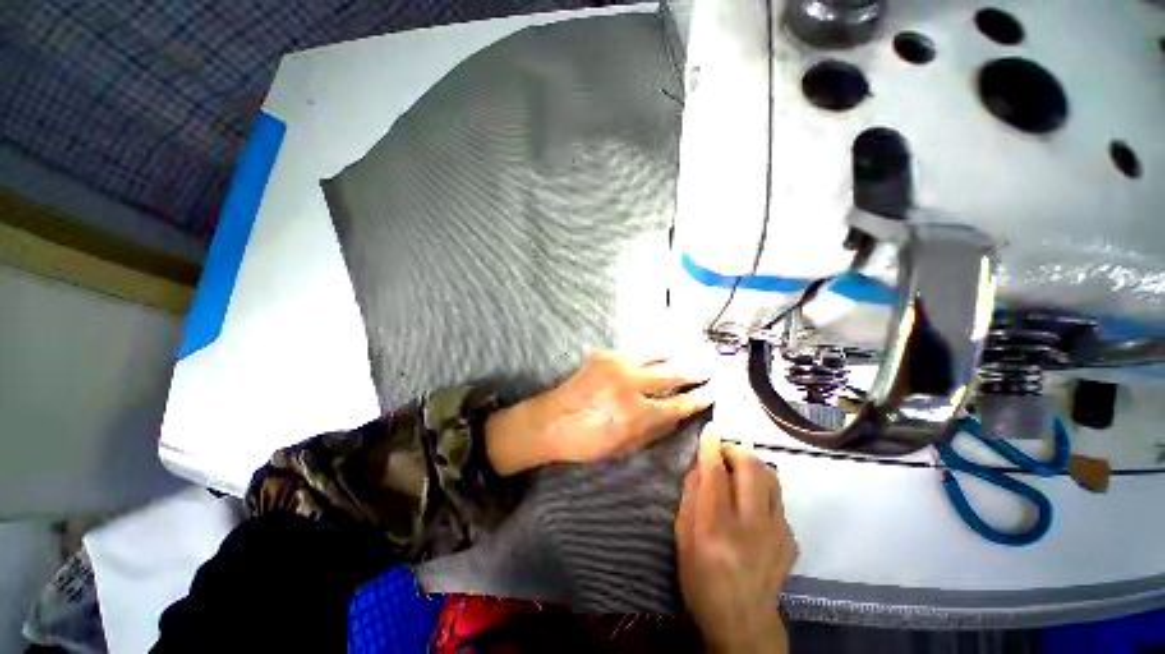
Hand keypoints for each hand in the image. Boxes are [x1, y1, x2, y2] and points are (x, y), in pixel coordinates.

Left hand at [485, 350, 711, 474]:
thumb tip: (679, 414)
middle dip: (694, 371)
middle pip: (673, 372)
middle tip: (709, 369)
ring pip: (656, 355)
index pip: (679, 403)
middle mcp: (629, 384)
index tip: (714, 392)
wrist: (549, 420)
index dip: (699, 398)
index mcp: (635, 414)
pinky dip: (653, 354)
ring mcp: (616, 364)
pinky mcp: (605, 355)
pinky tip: (661, 354)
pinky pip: (637, 351)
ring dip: (676, 356)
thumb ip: (655, 429)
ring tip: (691, 355)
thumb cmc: (586, 442)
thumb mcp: (625, 447)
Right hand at [676, 432, 797, 653]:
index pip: (715, 473)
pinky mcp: (790, 537)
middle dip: (735, 448)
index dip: (711, 446)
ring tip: (737, 470)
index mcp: (716, 527)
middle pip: (751, 467)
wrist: (743, 621)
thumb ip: (690, 497)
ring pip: (770, 476)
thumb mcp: (682, 538)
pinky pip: (777, 497)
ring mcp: (777, 531)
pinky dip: (761, 488)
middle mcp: (751, 524)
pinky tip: (750, 502)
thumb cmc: (701, 579)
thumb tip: (698, 465)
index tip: (708, 429)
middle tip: (722, 452)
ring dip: (751, 464)